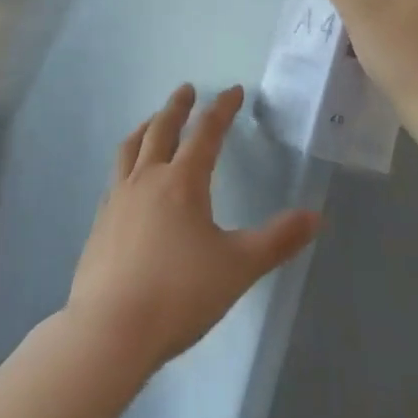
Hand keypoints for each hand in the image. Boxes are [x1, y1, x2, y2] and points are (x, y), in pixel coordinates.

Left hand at [67, 85, 320, 372]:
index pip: (206, 134)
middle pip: (161, 130)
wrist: (111, 328)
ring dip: (145, 128)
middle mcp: (146, 180)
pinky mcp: (101, 222)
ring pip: (130, 148)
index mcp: (181, 182)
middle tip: (186, 90)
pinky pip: (116, 177)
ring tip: (152, 121)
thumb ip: (277, 240)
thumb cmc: (180, 294)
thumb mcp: (238, 267)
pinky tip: (131, 179)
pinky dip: (129, 162)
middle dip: (177, 107)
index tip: (232, 91)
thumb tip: (316, 215)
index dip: (221, 110)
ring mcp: (118, 199)